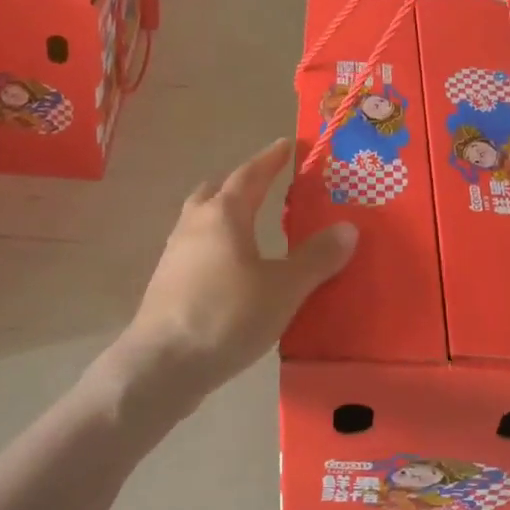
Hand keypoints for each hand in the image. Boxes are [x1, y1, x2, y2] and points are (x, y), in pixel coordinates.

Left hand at [107, 140, 357, 415]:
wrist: (161, 365)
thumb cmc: (226, 316)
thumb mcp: (283, 289)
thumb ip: (316, 258)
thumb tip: (348, 228)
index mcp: (224, 214)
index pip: (251, 173)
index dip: (271, 158)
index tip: (287, 144)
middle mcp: (195, 223)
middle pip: (218, 190)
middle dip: (243, 184)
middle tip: (267, 185)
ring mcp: (176, 253)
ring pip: (203, 219)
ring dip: (226, 215)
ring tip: (252, 227)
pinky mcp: (168, 282)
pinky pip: (197, 248)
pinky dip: (217, 245)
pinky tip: (233, 269)